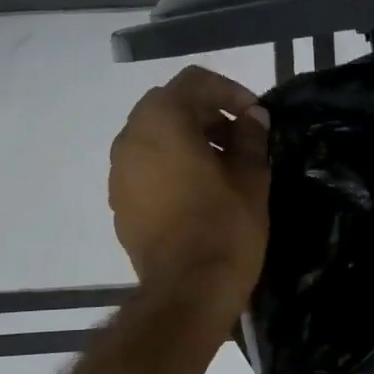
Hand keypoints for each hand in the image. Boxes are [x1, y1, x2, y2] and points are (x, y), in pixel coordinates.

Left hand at [110, 67, 269, 312]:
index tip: (254, 115)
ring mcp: (119, 172)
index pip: (193, 82)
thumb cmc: (224, 227)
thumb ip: (250, 138)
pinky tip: (198, 191)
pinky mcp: (119, 202)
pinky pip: (145, 166)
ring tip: (221, 166)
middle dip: (205, 114)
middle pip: (168, 106)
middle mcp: (131, 138)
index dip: (229, 91)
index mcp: (163, 122)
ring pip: (153, 136)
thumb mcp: (250, 177)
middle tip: (239, 138)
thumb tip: (252, 117)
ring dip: (186, 139)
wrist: (187, 290)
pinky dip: (169, 165)